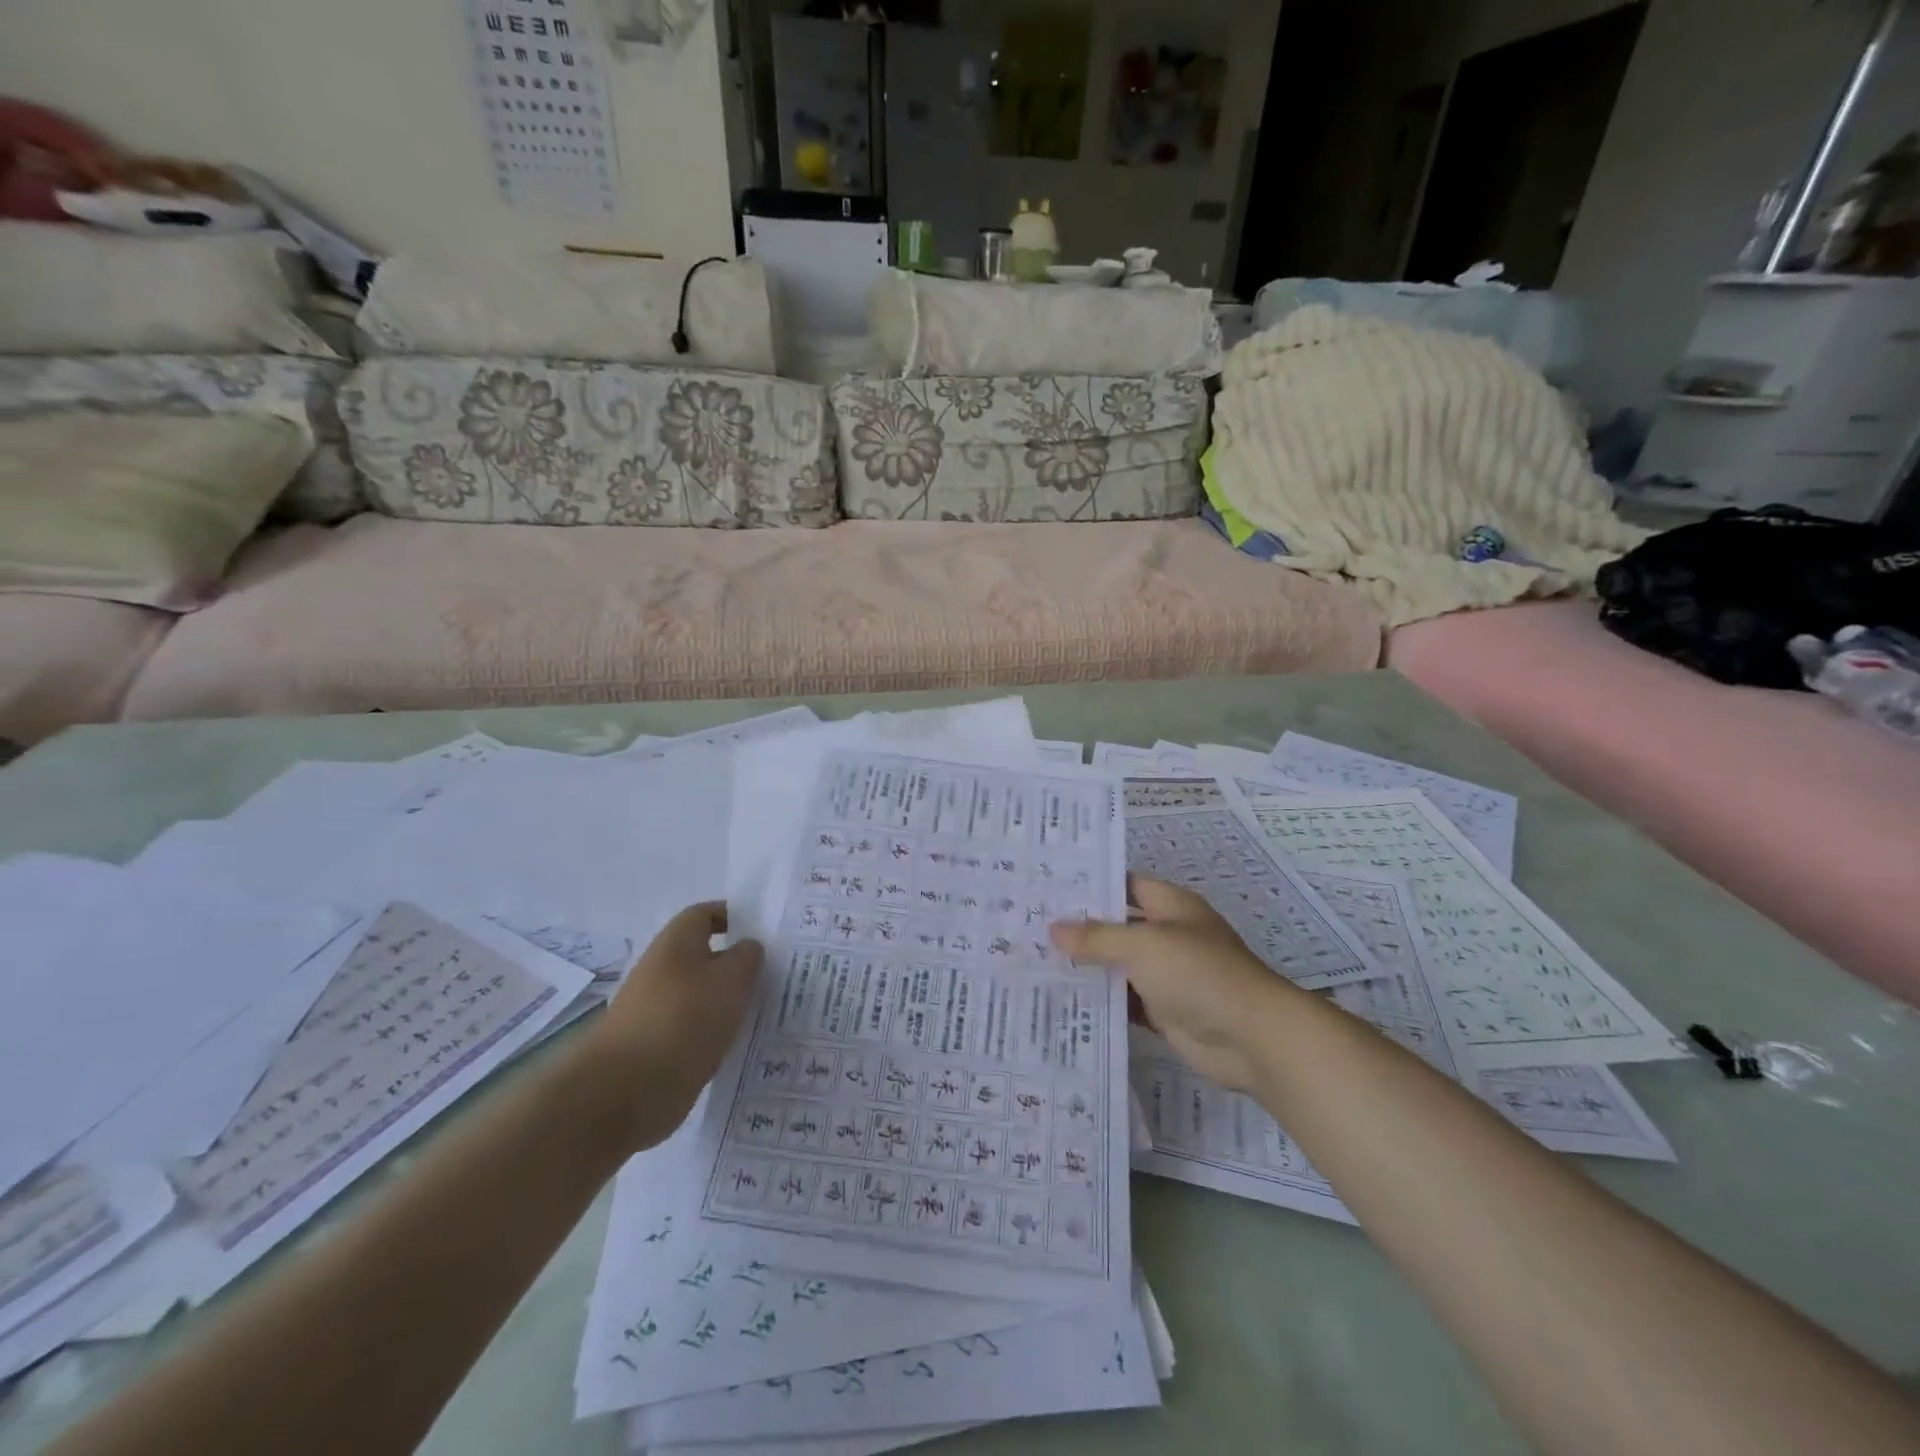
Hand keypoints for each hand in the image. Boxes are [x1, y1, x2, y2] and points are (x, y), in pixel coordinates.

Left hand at [589, 902, 763, 1147]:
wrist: (626, 1091)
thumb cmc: (685, 1018)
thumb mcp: (732, 979)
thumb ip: (748, 957)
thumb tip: (747, 948)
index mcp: (675, 943)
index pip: (705, 914)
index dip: (733, 916)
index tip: (763, 931)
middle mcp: (660, 970)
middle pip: (704, 956)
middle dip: (735, 964)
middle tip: (773, 974)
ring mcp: (654, 1009)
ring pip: (700, 995)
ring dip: (726, 1001)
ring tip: (761, 1011)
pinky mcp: (654, 1046)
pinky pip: (692, 1028)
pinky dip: (713, 1032)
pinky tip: (736, 1045)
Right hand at [1051, 877, 1297, 1092]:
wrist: (1251, 1037)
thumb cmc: (1198, 973)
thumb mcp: (1143, 945)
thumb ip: (1097, 938)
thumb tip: (1053, 929)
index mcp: (1170, 906)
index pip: (1124, 884)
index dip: (1090, 885)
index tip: (1048, 887)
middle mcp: (1168, 935)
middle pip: (1118, 926)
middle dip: (1080, 928)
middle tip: (1030, 926)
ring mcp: (1167, 975)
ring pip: (1118, 965)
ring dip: (1087, 967)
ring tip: (1035, 961)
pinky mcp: (1164, 1010)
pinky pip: (1125, 1001)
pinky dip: (1101, 1001)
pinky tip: (1063, 1000)